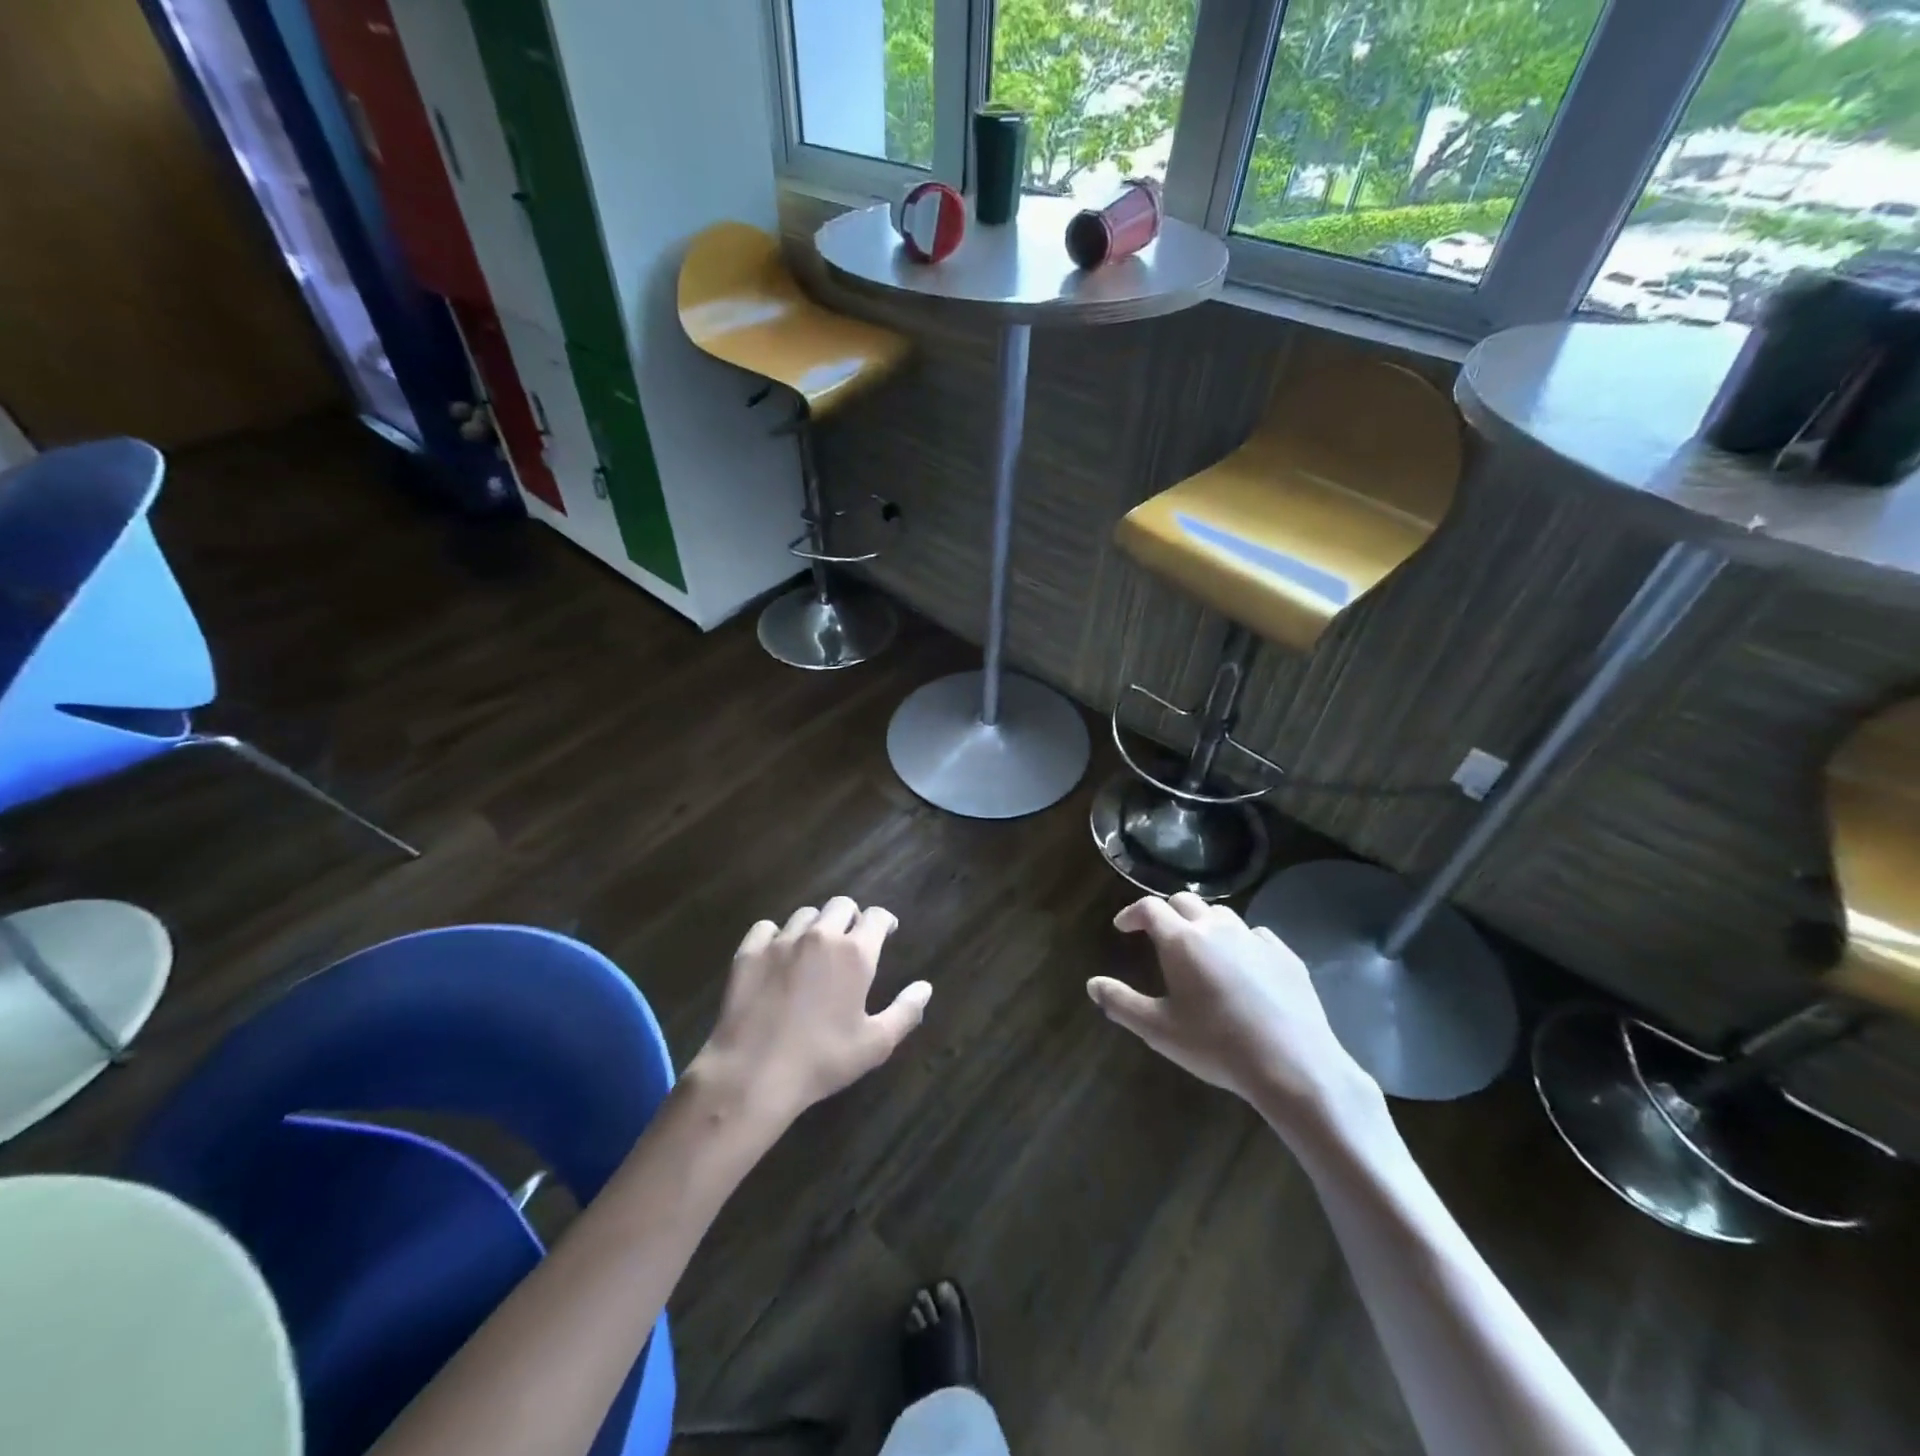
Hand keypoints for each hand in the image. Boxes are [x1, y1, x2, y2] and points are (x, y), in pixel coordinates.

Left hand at [687, 897, 931, 1132]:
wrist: (754, 1074)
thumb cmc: (822, 1060)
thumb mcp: (875, 1044)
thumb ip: (906, 1011)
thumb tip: (925, 987)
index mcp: (855, 953)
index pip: (876, 916)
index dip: (884, 921)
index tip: (886, 931)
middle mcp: (820, 936)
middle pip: (840, 904)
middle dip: (850, 917)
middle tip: (850, 940)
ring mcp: (781, 941)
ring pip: (805, 915)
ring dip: (815, 926)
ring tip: (814, 949)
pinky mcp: (749, 952)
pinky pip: (766, 928)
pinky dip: (776, 936)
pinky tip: (777, 956)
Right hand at [1089, 893, 1380, 1141]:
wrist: (1292, 1065)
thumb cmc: (1216, 1046)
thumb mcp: (1159, 1030)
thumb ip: (1121, 1003)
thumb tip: (1092, 985)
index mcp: (1181, 941)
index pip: (1150, 908)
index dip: (1132, 913)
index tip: (1123, 927)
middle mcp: (1216, 928)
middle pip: (1185, 901)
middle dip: (1167, 912)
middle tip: (1158, 934)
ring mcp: (1254, 938)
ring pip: (1221, 914)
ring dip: (1203, 922)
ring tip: (1199, 946)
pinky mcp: (1284, 954)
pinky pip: (1254, 934)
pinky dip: (1238, 940)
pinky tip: (1241, 963)